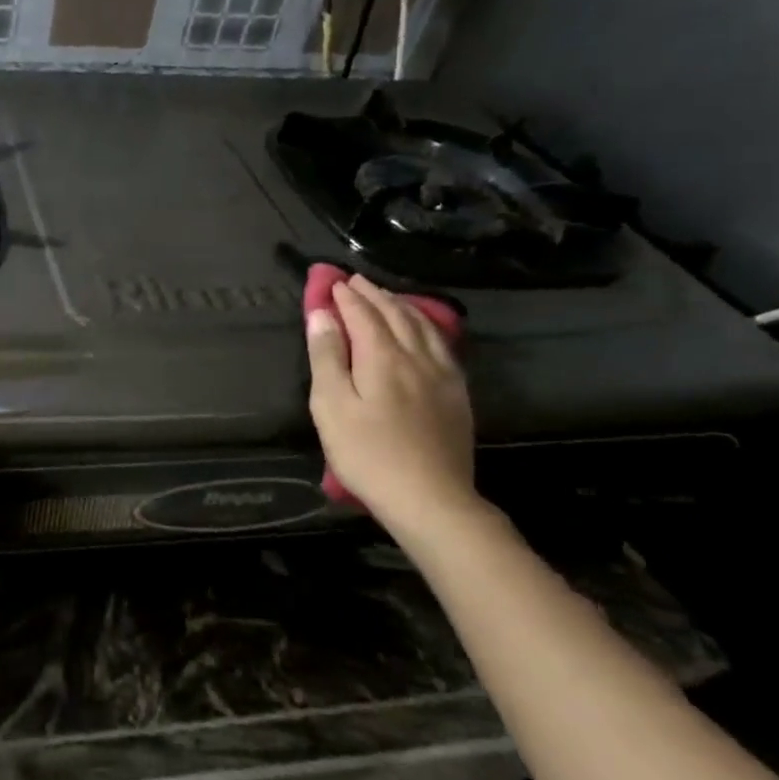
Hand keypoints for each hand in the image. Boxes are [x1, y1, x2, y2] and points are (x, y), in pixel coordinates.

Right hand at [306, 274, 479, 536]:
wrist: (431, 499)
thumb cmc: (367, 453)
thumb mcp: (331, 405)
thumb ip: (327, 357)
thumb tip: (322, 314)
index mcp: (383, 357)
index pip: (363, 315)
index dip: (346, 297)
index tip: (332, 281)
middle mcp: (417, 357)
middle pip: (395, 315)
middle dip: (373, 295)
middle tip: (355, 281)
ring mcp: (442, 376)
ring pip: (423, 327)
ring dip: (401, 306)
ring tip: (386, 297)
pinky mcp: (456, 395)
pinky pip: (442, 346)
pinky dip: (426, 327)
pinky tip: (423, 331)